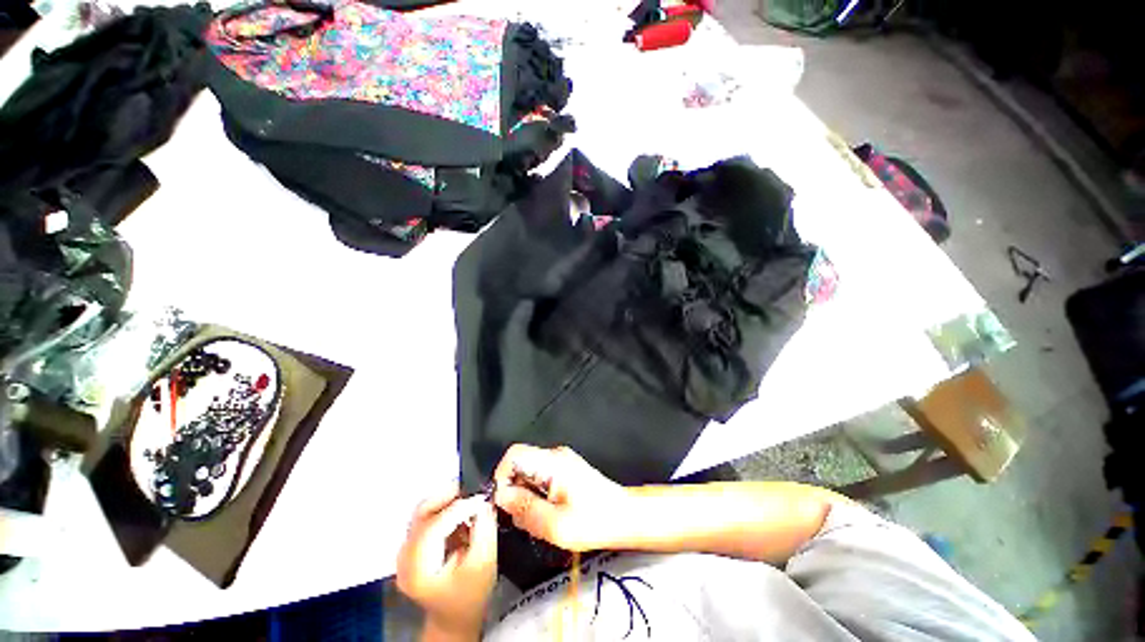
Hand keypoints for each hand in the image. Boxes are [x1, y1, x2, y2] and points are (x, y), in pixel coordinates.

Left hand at [396, 483, 496, 639]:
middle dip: (450, 496)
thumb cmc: (470, 596)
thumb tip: (484, 501)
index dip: (459, 507)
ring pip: (424, 511)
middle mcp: (404, 557)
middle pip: (422, 512)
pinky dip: (445, 510)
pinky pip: (427, 518)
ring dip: (448, 501)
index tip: (482, 498)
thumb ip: (484, 529)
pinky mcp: (413, 546)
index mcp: (418, 569)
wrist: (455, 618)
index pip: (433, 527)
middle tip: (474, 490)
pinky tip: (461, 513)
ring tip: (470, 501)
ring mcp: (405, 551)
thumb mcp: (484, 563)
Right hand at [492, 444, 630, 551]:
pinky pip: (540, 478)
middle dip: (514, 491)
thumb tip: (500, 496)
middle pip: (520, 463)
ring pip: (529, 472)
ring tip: (539, 519)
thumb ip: (524, 509)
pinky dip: (536, 495)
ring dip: (525, 496)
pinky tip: (548, 514)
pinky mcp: (566, 470)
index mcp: (552, 462)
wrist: (625, 516)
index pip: (514, 454)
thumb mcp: (555, 525)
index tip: (502, 504)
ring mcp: (561, 461)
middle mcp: (555, 455)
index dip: (501, 476)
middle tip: (522, 518)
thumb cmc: (594, 521)